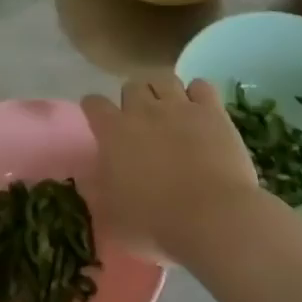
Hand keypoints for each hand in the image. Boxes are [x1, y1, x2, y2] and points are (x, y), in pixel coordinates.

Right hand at [83, 72, 262, 258]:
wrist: (214, 219)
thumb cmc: (156, 222)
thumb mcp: (113, 216)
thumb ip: (97, 192)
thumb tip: (87, 180)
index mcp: (113, 131)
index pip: (93, 103)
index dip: (95, 111)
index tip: (101, 123)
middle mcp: (142, 110)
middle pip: (131, 86)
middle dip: (133, 101)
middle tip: (142, 123)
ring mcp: (179, 106)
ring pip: (164, 79)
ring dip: (163, 91)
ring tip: (170, 110)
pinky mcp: (212, 112)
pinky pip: (201, 86)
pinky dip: (198, 94)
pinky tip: (200, 110)